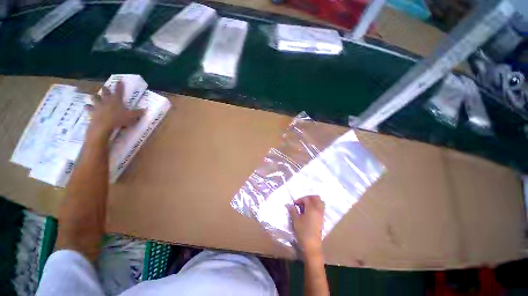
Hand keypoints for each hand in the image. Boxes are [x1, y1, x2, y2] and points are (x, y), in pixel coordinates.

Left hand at [86, 81, 143, 136]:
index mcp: (116, 99)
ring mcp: (98, 105)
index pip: (119, 90)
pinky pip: (88, 109)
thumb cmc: (117, 120)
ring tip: (92, 96)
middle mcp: (107, 100)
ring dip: (94, 97)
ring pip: (96, 98)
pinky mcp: (92, 112)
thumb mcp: (130, 118)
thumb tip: (146, 110)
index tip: (120, 81)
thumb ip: (137, 114)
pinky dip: (87, 108)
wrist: (103, 126)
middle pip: (105, 92)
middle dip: (105, 89)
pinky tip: (85, 107)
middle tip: (104, 87)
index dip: (120, 85)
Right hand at [288, 195, 324, 256]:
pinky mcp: (322, 218)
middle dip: (308, 198)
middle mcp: (319, 209)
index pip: (307, 199)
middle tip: (300, 203)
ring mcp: (322, 213)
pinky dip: (316, 206)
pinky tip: (309, 212)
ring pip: (320, 202)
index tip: (294, 204)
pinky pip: (321, 207)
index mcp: (312, 208)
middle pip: (316, 198)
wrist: (311, 243)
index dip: (300, 200)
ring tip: (305, 207)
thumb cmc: (302, 232)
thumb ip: (293, 211)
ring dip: (313, 201)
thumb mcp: (296, 221)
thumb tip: (289, 204)